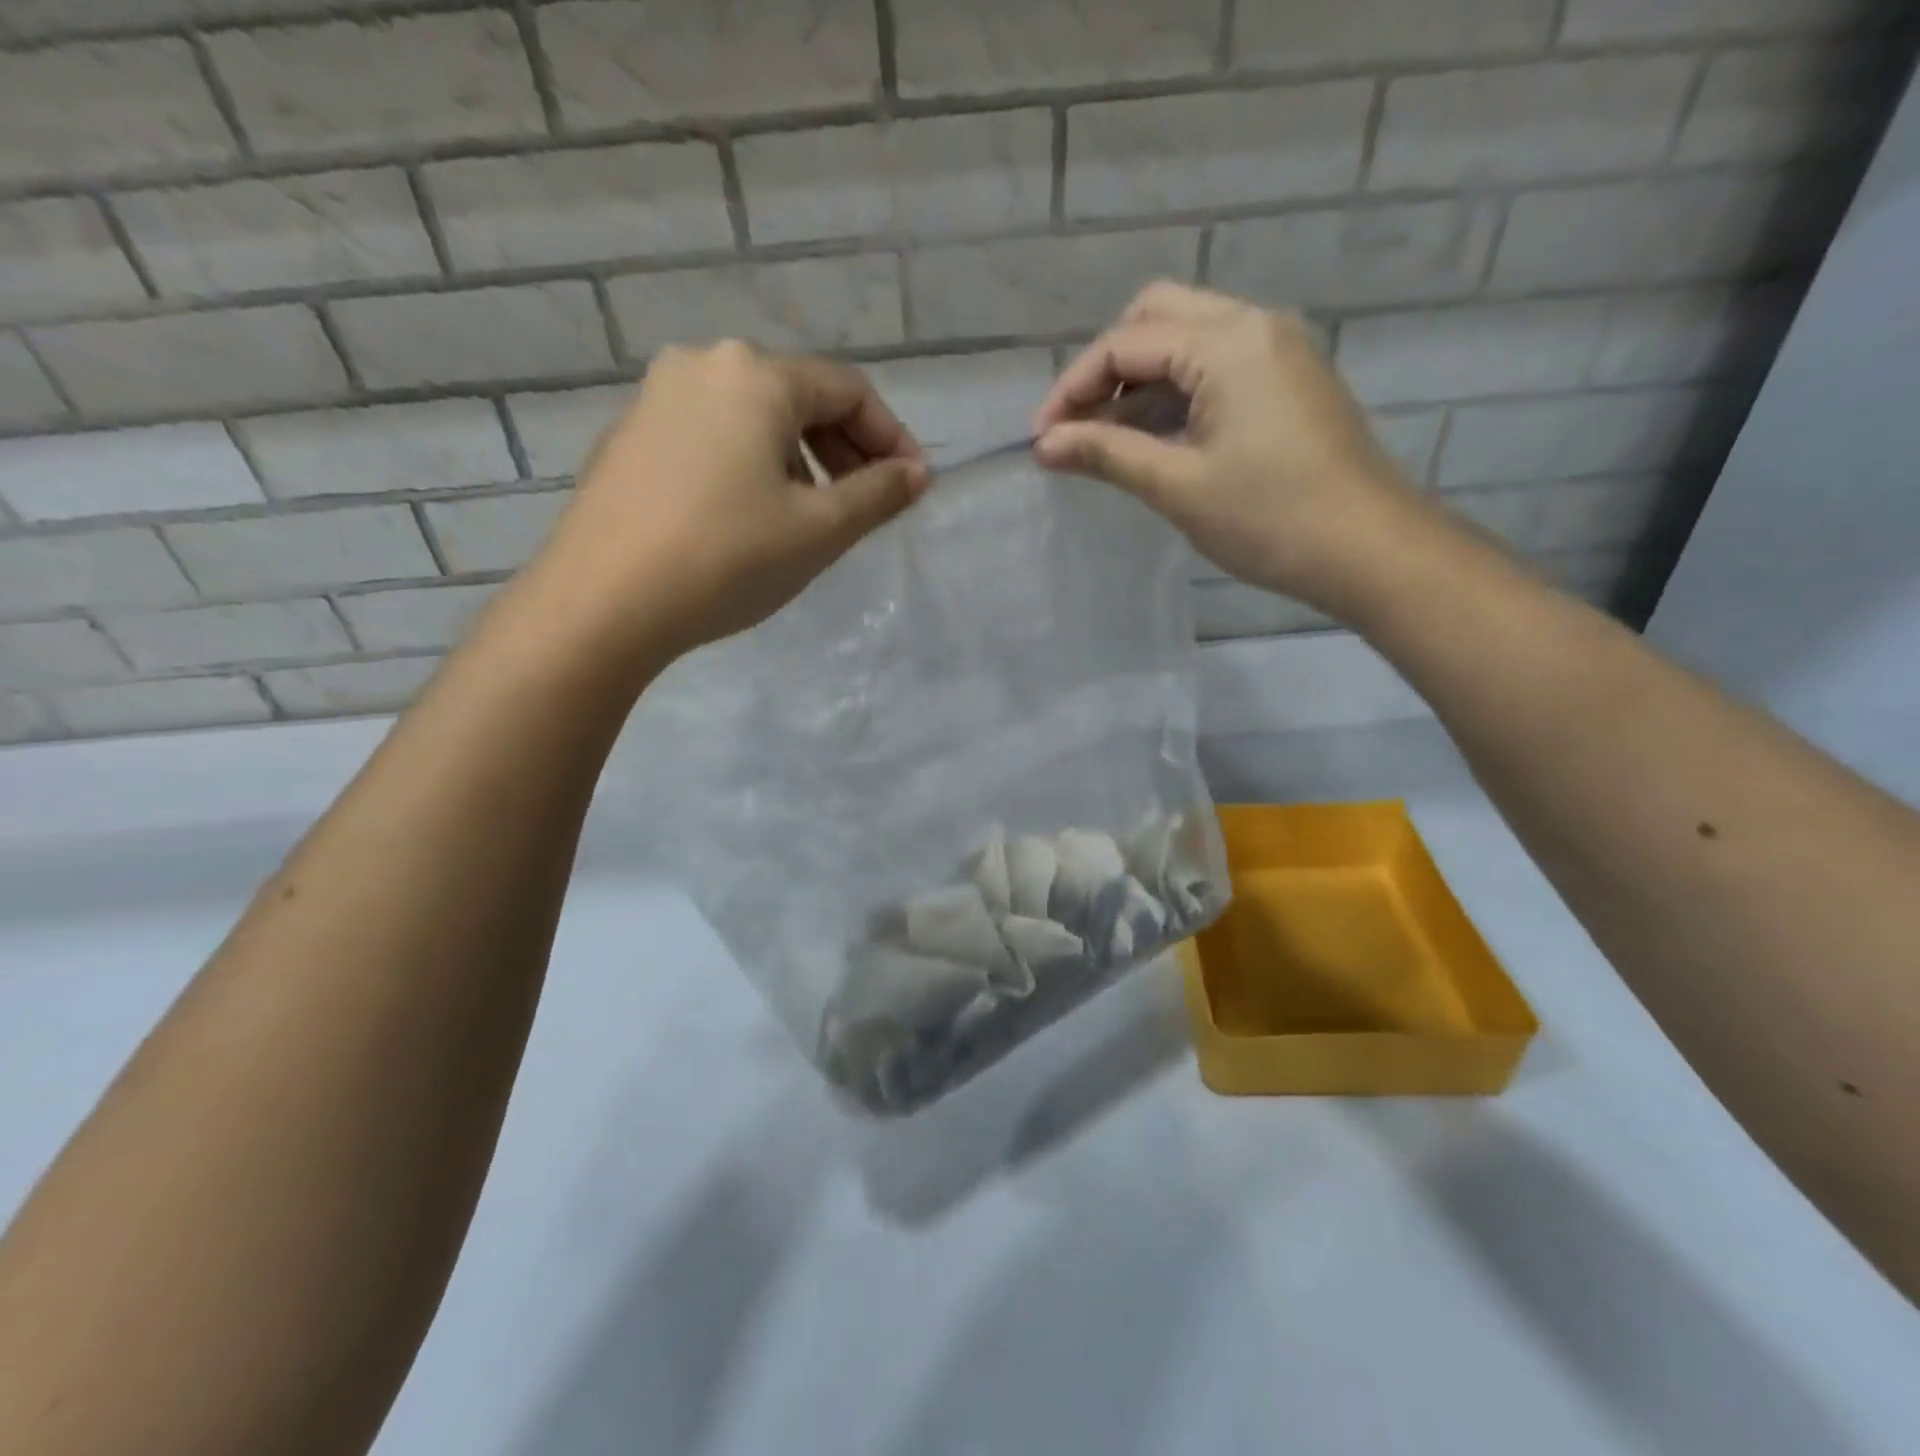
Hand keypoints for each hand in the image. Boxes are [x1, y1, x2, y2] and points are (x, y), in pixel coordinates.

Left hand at [526, 341, 927, 661]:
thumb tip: (917, 473)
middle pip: (799, 396)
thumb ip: (878, 494)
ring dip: (800, 458)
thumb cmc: (727, 559)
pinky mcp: (630, 436)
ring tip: (813, 515)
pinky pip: (713, 435)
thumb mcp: (819, 530)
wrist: (602, 603)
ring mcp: (657, 397)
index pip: (849, 390)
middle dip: (845, 448)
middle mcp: (703, 365)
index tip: (912, 487)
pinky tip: (752, 515)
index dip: (892, 438)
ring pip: (754, 417)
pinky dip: (751, 464)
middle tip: (867, 504)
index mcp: (756, 375)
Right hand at [1033, 282, 1425, 613]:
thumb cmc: (1269, 518)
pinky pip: (1214, 370)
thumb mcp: (1177, 485)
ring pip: (1185, 343)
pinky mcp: (1287, 383)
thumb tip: (1044, 446)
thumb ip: (1106, 454)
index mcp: (1226, 341)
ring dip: (1139, 386)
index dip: (1072, 389)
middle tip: (1077, 429)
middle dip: (1105, 370)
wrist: (1369, 550)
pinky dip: (1175, 396)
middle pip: (1155, 319)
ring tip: (1105, 445)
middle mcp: (1254, 325)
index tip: (1041, 440)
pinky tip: (1153, 443)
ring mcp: (1276, 351)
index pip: (1125, 343)